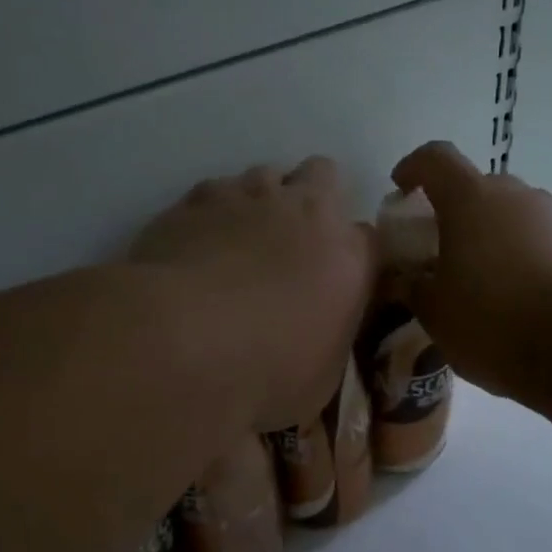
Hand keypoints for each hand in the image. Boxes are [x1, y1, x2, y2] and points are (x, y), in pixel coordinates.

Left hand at [130, 157, 376, 432]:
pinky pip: (214, 191)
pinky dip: (214, 212)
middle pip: (323, 175)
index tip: (338, 280)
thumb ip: (329, 338)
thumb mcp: (320, 377)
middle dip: (314, 199)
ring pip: (266, 174)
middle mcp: (304, 211)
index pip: (369, 239)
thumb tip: (320, 333)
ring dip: (263, 200)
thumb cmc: (266, 373)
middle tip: (294, 243)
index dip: (353, 256)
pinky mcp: (193, 199)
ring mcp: (247, 196)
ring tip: (243, 242)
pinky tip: (199, 244)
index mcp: (349, 257)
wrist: (181, 344)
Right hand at [391, 142, 551, 395]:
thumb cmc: (493, 320)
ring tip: (481, 284)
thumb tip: (405, 279)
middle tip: (440, 252)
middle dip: (455, 213)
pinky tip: (518, 300)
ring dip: (491, 238)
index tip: (401, 188)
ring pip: (512, 216)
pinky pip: (540, 241)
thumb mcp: (436, 314)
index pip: (435, 159)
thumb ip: (414, 289)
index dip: (414, 168)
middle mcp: (515, 195)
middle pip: (477, 189)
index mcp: (470, 199)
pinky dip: (522, 258)